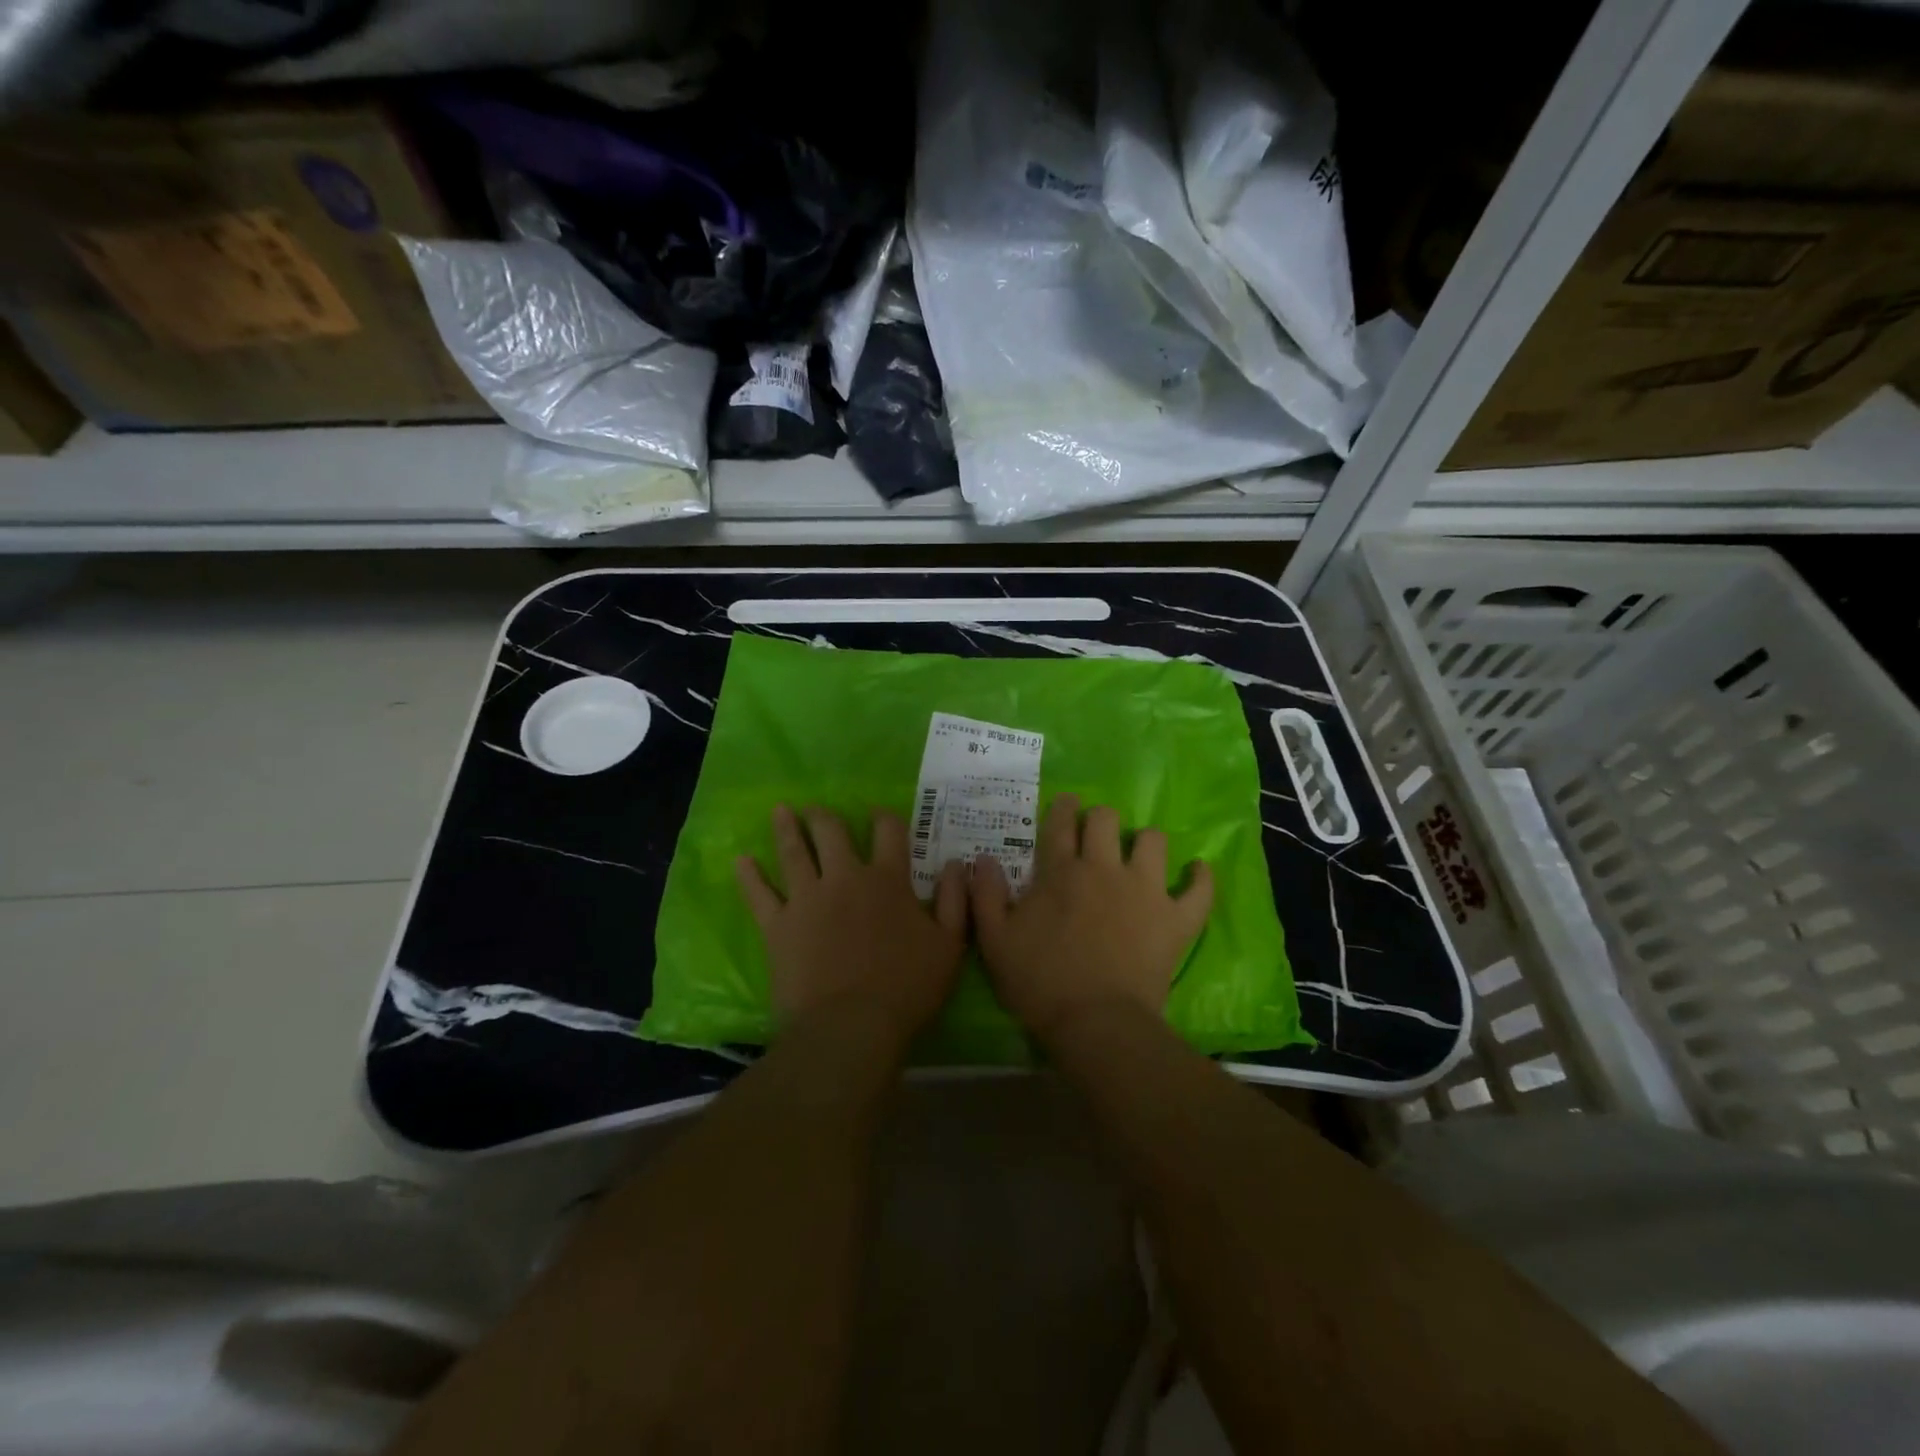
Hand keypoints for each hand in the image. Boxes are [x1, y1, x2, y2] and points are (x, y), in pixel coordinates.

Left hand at [736, 804, 968, 1047]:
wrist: (850, 1027)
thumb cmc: (906, 987)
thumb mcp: (949, 945)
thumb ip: (954, 900)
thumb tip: (959, 863)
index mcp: (887, 880)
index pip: (888, 833)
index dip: (884, 818)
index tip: (879, 813)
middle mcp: (844, 878)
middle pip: (832, 833)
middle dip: (824, 817)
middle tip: (815, 808)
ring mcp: (806, 899)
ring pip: (793, 853)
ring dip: (786, 829)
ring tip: (780, 810)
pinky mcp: (778, 926)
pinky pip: (759, 894)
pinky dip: (749, 876)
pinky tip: (741, 860)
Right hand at [971, 794, 1212, 1045]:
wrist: (1095, 1024)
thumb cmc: (1040, 983)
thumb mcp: (995, 942)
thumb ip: (986, 896)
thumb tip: (982, 860)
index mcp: (1061, 872)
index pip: (1061, 822)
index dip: (1063, 807)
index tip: (1067, 803)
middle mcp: (1104, 869)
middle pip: (1107, 819)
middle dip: (1101, 820)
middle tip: (1096, 838)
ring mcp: (1145, 891)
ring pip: (1154, 841)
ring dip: (1145, 843)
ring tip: (1140, 856)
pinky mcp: (1175, 919)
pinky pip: (1198, 890)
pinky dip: (1200, 878)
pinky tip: (1197, 871)